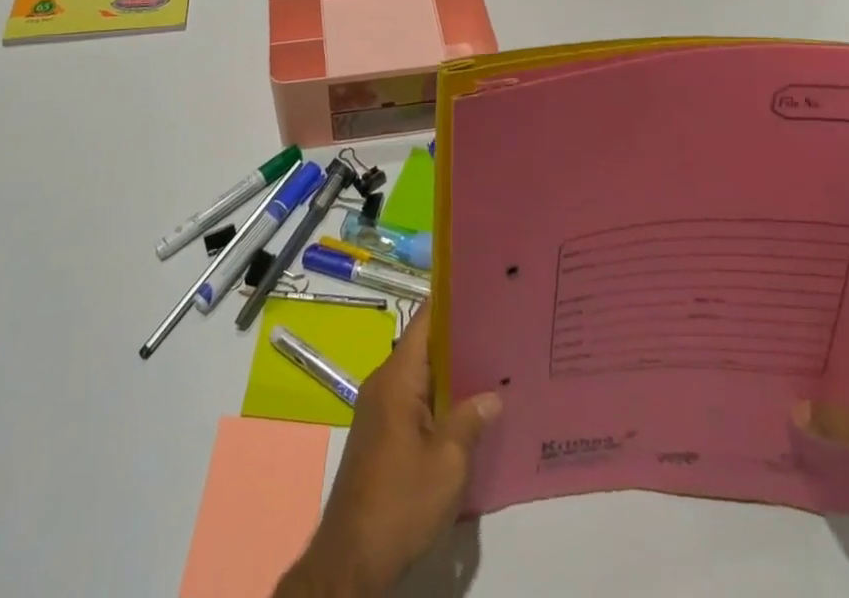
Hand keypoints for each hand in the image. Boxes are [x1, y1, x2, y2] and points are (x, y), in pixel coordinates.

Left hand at [279, 309, 500, 597]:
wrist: (352, 558)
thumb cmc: (400, 501)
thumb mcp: (447, 463)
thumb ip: (470, 420)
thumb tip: (493, 395)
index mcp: (397, 377)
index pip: (423, 322)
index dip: (449, 303)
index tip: (479, 290)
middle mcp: (383, 383)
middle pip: (422, 346)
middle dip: (457, 339)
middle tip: (497, 331)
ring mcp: (379, 408)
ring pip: (419, 375)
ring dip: (449, 372)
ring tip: (490, 365)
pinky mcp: (380, 433)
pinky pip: (412, 399)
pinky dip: (437, 396)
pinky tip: (465, 408)